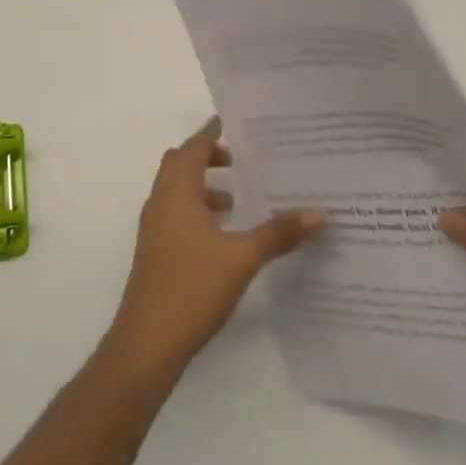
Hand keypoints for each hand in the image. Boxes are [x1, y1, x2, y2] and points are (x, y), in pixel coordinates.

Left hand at [106, 117, 325, 378]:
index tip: (232, 121)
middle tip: (239, 160)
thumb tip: (318, 213)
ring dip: (201, 186)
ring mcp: (154, 227)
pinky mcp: (154, 251)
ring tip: (235, 199)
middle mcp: (160, 201)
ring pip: (176, 189)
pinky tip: (220, 235)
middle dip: (207, 156)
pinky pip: (174, 213)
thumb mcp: (241, 259)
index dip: (211, 132)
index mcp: (177, 192)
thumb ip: (278, 234)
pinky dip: (195, 209)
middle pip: (180, 163)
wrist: (147, 343)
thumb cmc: (192, 288)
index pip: (193, 147)